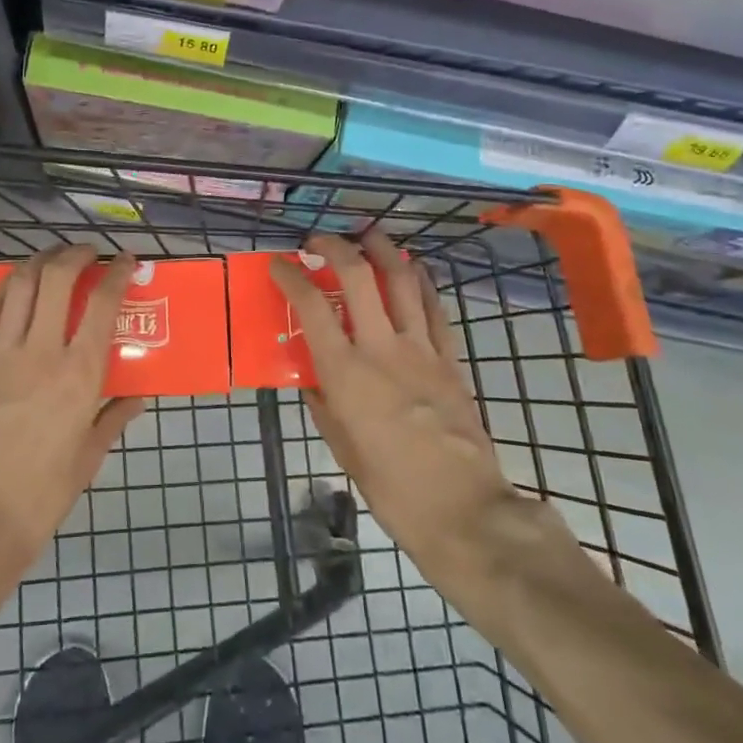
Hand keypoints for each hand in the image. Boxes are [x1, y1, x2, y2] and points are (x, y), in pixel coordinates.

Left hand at [0, 246, 143, 581]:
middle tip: (89, 253)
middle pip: (57, 279)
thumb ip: (113, 419)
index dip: (118, 274)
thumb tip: (136, 398)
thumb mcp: (88, 457)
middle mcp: (42, 352)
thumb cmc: (42, 494)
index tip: (128, 262)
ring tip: (54, 257)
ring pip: (20, 286)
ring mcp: (3, 354)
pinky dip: (4, 288)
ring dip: (39, 261)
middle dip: (75, 254)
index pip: (102, 305)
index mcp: (79, 374)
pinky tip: (14, 283)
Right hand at [270, 231, 523, 589]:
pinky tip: (412, 268)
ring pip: (401, 280)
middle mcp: (381, 348)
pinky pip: (433, 308)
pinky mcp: (450, 358)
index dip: (291, 277)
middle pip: (358, 276)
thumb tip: (312, 375)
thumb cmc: (390, 487)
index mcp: (345, 372)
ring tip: (368, 233)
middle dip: (335, 246)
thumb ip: (323, 402)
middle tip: (319, 239)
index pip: (312, 306)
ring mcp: (420, 349)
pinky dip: (420, 281)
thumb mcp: (340, 446)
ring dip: (383, 249)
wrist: (462, 509)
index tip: (280, 265)